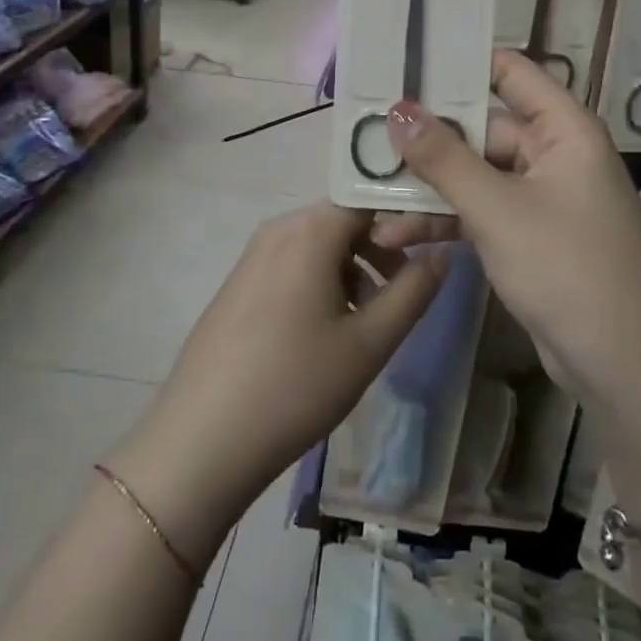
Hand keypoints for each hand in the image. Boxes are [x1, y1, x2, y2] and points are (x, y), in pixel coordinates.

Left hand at [108, 202, 441, 562]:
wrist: (199, 443)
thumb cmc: (294, 386)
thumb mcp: (369, 342)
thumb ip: (414, 290)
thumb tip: (441, 252)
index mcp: (311, 229)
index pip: (372, 197)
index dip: (408, 216)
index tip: (433, 247)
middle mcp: (280, 228)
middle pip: (346, 220)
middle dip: (383, 249)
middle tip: (407, 291)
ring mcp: (253, 255)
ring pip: (321, 245)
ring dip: (356, 269)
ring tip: (372, 320)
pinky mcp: (239, 284)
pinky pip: (295, 265)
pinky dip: (324, 283)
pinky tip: (330, 332)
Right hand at [378, 50, 640, 431]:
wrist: (624, 369)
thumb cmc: (568, 269)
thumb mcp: (498, 210)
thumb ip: (444, 158)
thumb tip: (397, 108)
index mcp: (563, 128)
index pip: (510, 72)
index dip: (460, 62)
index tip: (404, 61)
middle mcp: (554, 152)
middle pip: (482, 129)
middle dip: (426, 141)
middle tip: (366, 139)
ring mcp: (542, 195)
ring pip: (475, 174)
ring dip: (428, 188)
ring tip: (369, 200)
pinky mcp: (530, 234)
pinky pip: (481, 210)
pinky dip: (446, 219)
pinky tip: (397, 233)